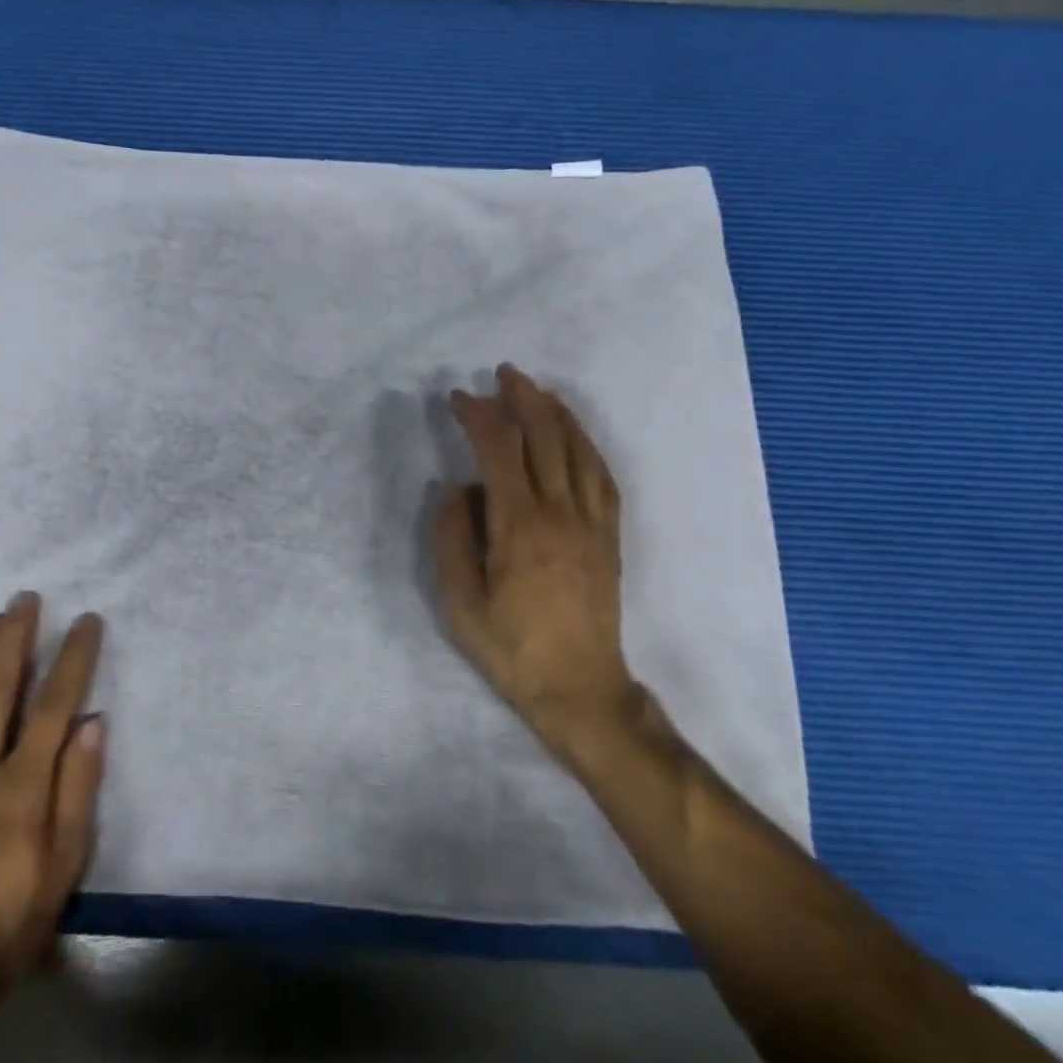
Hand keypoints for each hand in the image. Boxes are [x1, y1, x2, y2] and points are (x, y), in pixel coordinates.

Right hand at [435, 364, 647, 761]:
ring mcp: (592, 522)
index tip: (459, 398)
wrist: (579, 688)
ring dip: (556, 413)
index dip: (479, 417)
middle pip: (545, 437)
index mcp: (519, 528)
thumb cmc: (511, 648)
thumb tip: (458, 488)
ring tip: (536, 390)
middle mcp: (561, 513)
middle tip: (501, 374)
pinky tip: (575, 434)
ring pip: (578, 450)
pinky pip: (602, 476)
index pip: (499, 452)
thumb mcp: (459, 602)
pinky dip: (586, 444)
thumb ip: (452, 538)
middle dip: (522, 398)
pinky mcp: (610, 536)